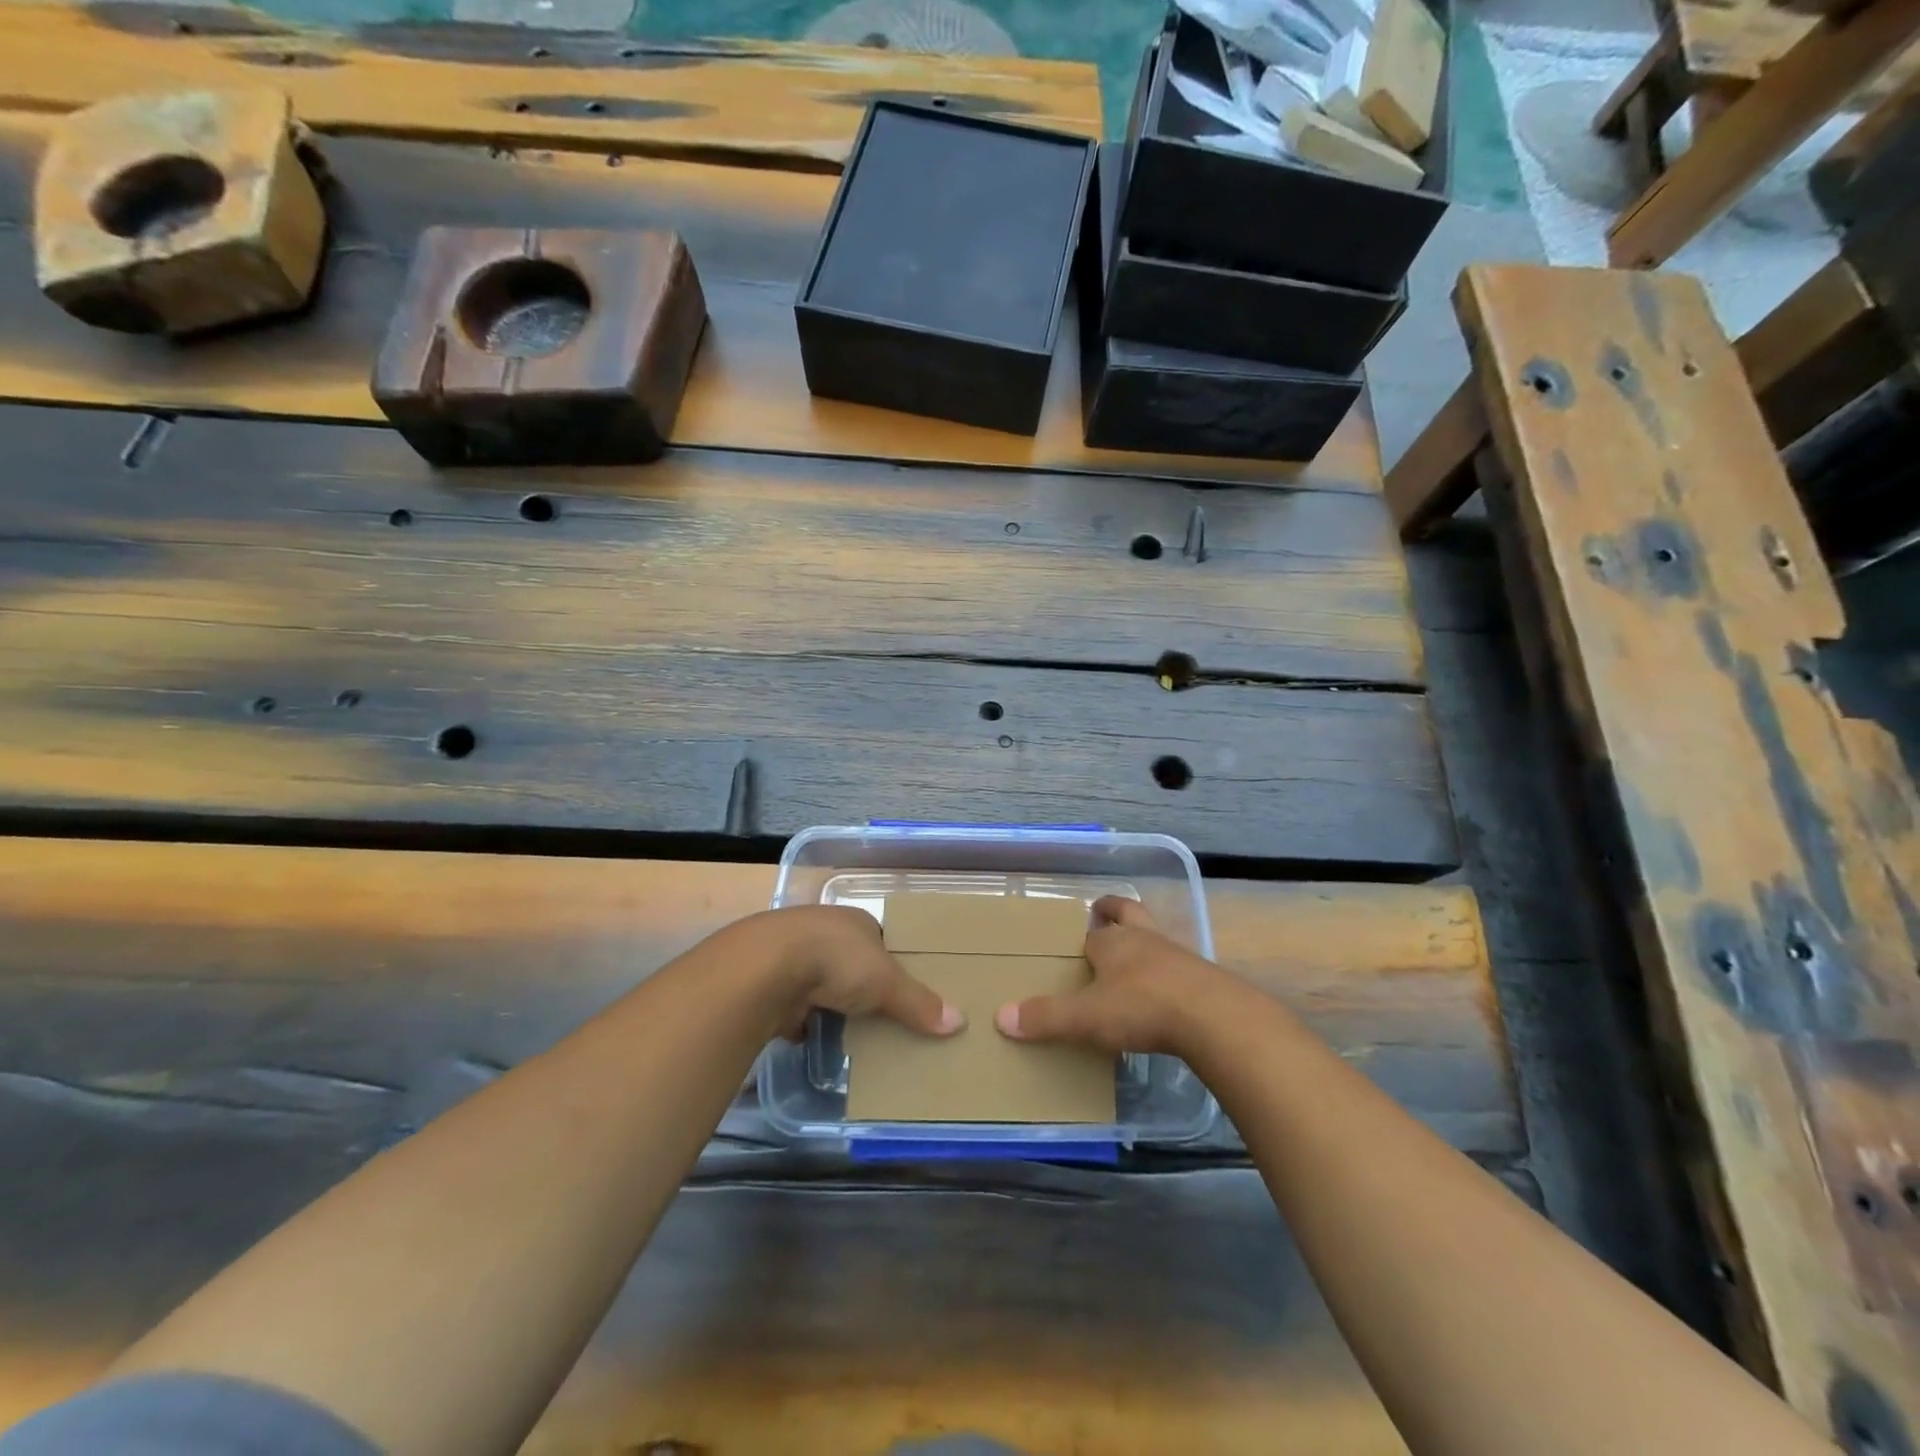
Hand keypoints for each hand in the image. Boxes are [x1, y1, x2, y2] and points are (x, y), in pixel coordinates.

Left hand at [746, 905, 964, 1042]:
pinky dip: (806, 1021)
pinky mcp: (771, 983)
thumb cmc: (836, 960)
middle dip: (863, 987)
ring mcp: (794, 955)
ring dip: (833, 1004)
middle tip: (884, 1017)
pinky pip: (797, 1005)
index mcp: (856, 921)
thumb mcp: (887, 981)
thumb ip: (919, 1002)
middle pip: (852, 963)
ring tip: (853, 1033)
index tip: (906, 990)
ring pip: (823, 983)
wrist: (765, 968)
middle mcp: (825, 931)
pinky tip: (816, 1039)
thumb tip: (959, 1022)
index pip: (882, 941)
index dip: (894, 964)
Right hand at [993, 896, 1233, 1056]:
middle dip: (1116, 911)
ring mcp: (1179, 956)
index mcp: (1114, 942)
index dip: (1086, 935)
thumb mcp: (1087, 1018)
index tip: (1079, 942)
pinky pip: (1181, 968)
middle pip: (1130, 912)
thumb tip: (1000, 1017)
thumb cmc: (1142, 1008)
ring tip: (1135, 963)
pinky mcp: (1205, 979)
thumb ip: (1046, 1018)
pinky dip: (1170, 975)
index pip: (1094, 931)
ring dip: (1146, 944)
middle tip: (1104, 914)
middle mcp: (1145, 940)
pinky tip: (1166, 997)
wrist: (1215, 1019)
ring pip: (1157, 938)